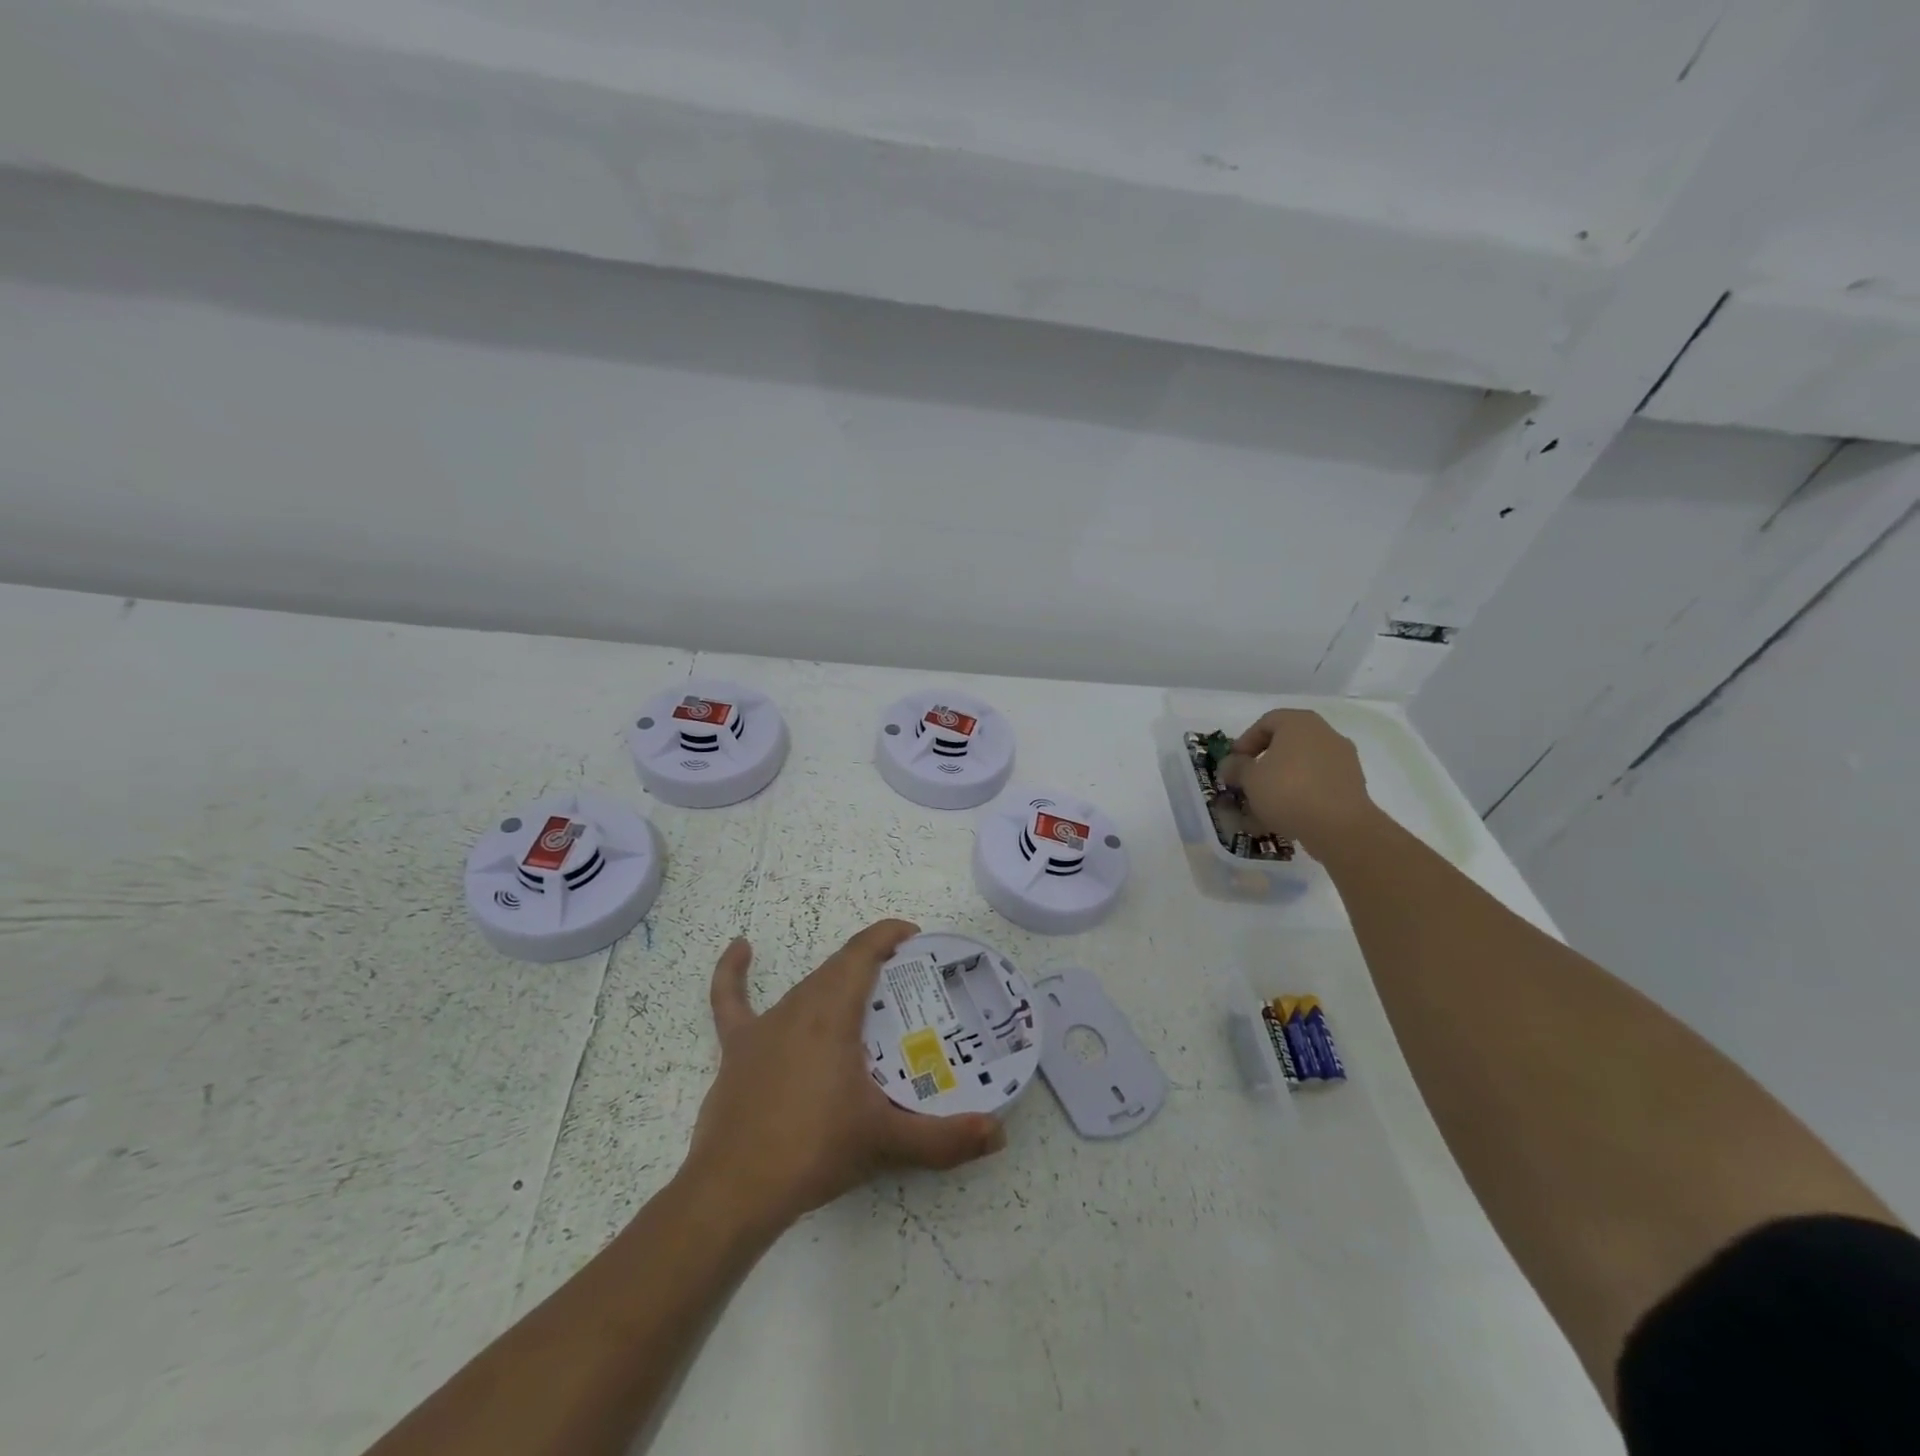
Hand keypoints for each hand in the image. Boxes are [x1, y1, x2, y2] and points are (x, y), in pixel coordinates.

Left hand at [682, 919, 1006, 1236]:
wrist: (734, 1192)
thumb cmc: (814, 1151)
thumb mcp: (886, 1142)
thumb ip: (945, 1139)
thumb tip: (998, 1133)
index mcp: (832, 1013)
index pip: (863, 953)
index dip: (888, 935)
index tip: (915, 937)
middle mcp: (798, 1007)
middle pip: (839, 969)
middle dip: (873, 964)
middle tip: (907, 986)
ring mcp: (764, 1027)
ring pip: (806, 987)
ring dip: (836, 982)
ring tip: (865, 998)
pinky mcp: (737, 1049)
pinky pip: (731, 1001)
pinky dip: (733, 973)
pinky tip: (741, 948)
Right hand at [1218, 709, 1376, 856]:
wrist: (1340, 826)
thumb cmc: (1288, 791)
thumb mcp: (1250, 779)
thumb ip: (1236, 767)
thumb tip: (1230, 764)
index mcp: (1299, 723)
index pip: (1265, 723)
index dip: (1245, 742)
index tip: (1234, 764)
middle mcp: (1324, 733)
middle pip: (1286, 744)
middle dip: (1263, 764)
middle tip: (1247, 783)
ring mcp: (1342, 759)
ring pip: (1302, 766)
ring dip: (1281, 782)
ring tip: (1263, 806)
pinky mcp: (1352, 784)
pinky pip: (1318, 784)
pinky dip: (1300, 794)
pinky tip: (1285, 816)